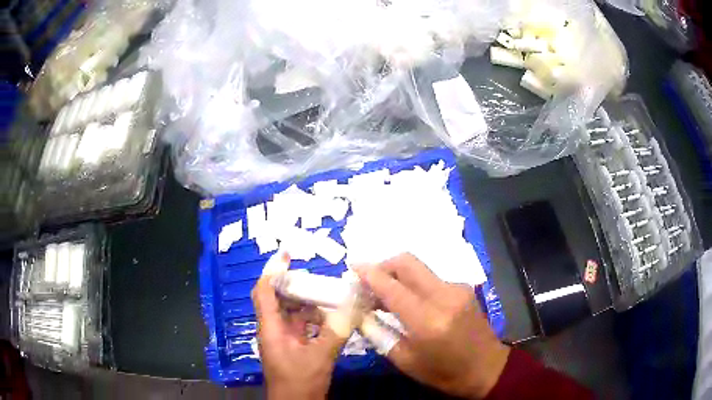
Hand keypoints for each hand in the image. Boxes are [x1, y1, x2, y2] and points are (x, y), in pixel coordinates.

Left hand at [252, 252, 355, 399]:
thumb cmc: (300, 381)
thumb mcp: (320, 357)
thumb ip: (336, 332)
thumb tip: (353, 306)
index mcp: (271, 328)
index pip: (265, 292)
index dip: (272, 271)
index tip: (286, 254)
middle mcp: (273, 330)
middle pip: (276, 299)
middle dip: (292, 284)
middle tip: (312, 274)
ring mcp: (282, 339)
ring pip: (290, 313)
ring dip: (305, 303)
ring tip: (326, 294)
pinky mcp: (292, 347)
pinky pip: (300, 326)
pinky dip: (312, 319)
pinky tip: (330, 318)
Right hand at [355, 253, 509, 398]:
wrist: (488, 368)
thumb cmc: (444, 373)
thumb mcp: (405, 361)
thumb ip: (378, 334)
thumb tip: (359, 312)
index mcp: (428, 320)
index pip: (391, 286)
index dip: (369, 273)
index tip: (351, 268)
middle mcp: (444, 296)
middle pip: (407, 262)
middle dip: (383, 265)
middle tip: (367, 280)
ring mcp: (457, 288)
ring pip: (419, 268)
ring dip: (397, 275)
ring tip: (383, 295)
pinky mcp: (463, 288)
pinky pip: (430, 277)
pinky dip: (413, 283)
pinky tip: (408, 301)